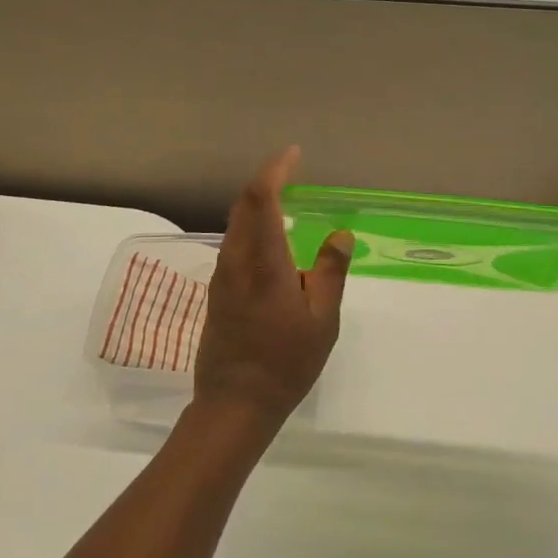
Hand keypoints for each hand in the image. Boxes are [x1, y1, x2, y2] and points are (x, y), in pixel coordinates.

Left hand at [193, 147, 353, 434]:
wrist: (234, 403)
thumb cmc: (285, 362)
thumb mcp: (322, 320)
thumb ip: (330, 273)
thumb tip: (340, 235)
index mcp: (263, 261)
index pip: (260, 198)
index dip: (275, 170)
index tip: (293, 155)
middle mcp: (236, 260)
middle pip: (244, 205)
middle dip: (266, 183)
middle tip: (293, 176)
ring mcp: (222, 275)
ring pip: (236, 224)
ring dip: (258, 206)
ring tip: (287, 205)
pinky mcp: (217, 291)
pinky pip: (234, 244)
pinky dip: (252, 229)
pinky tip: (272, 244)